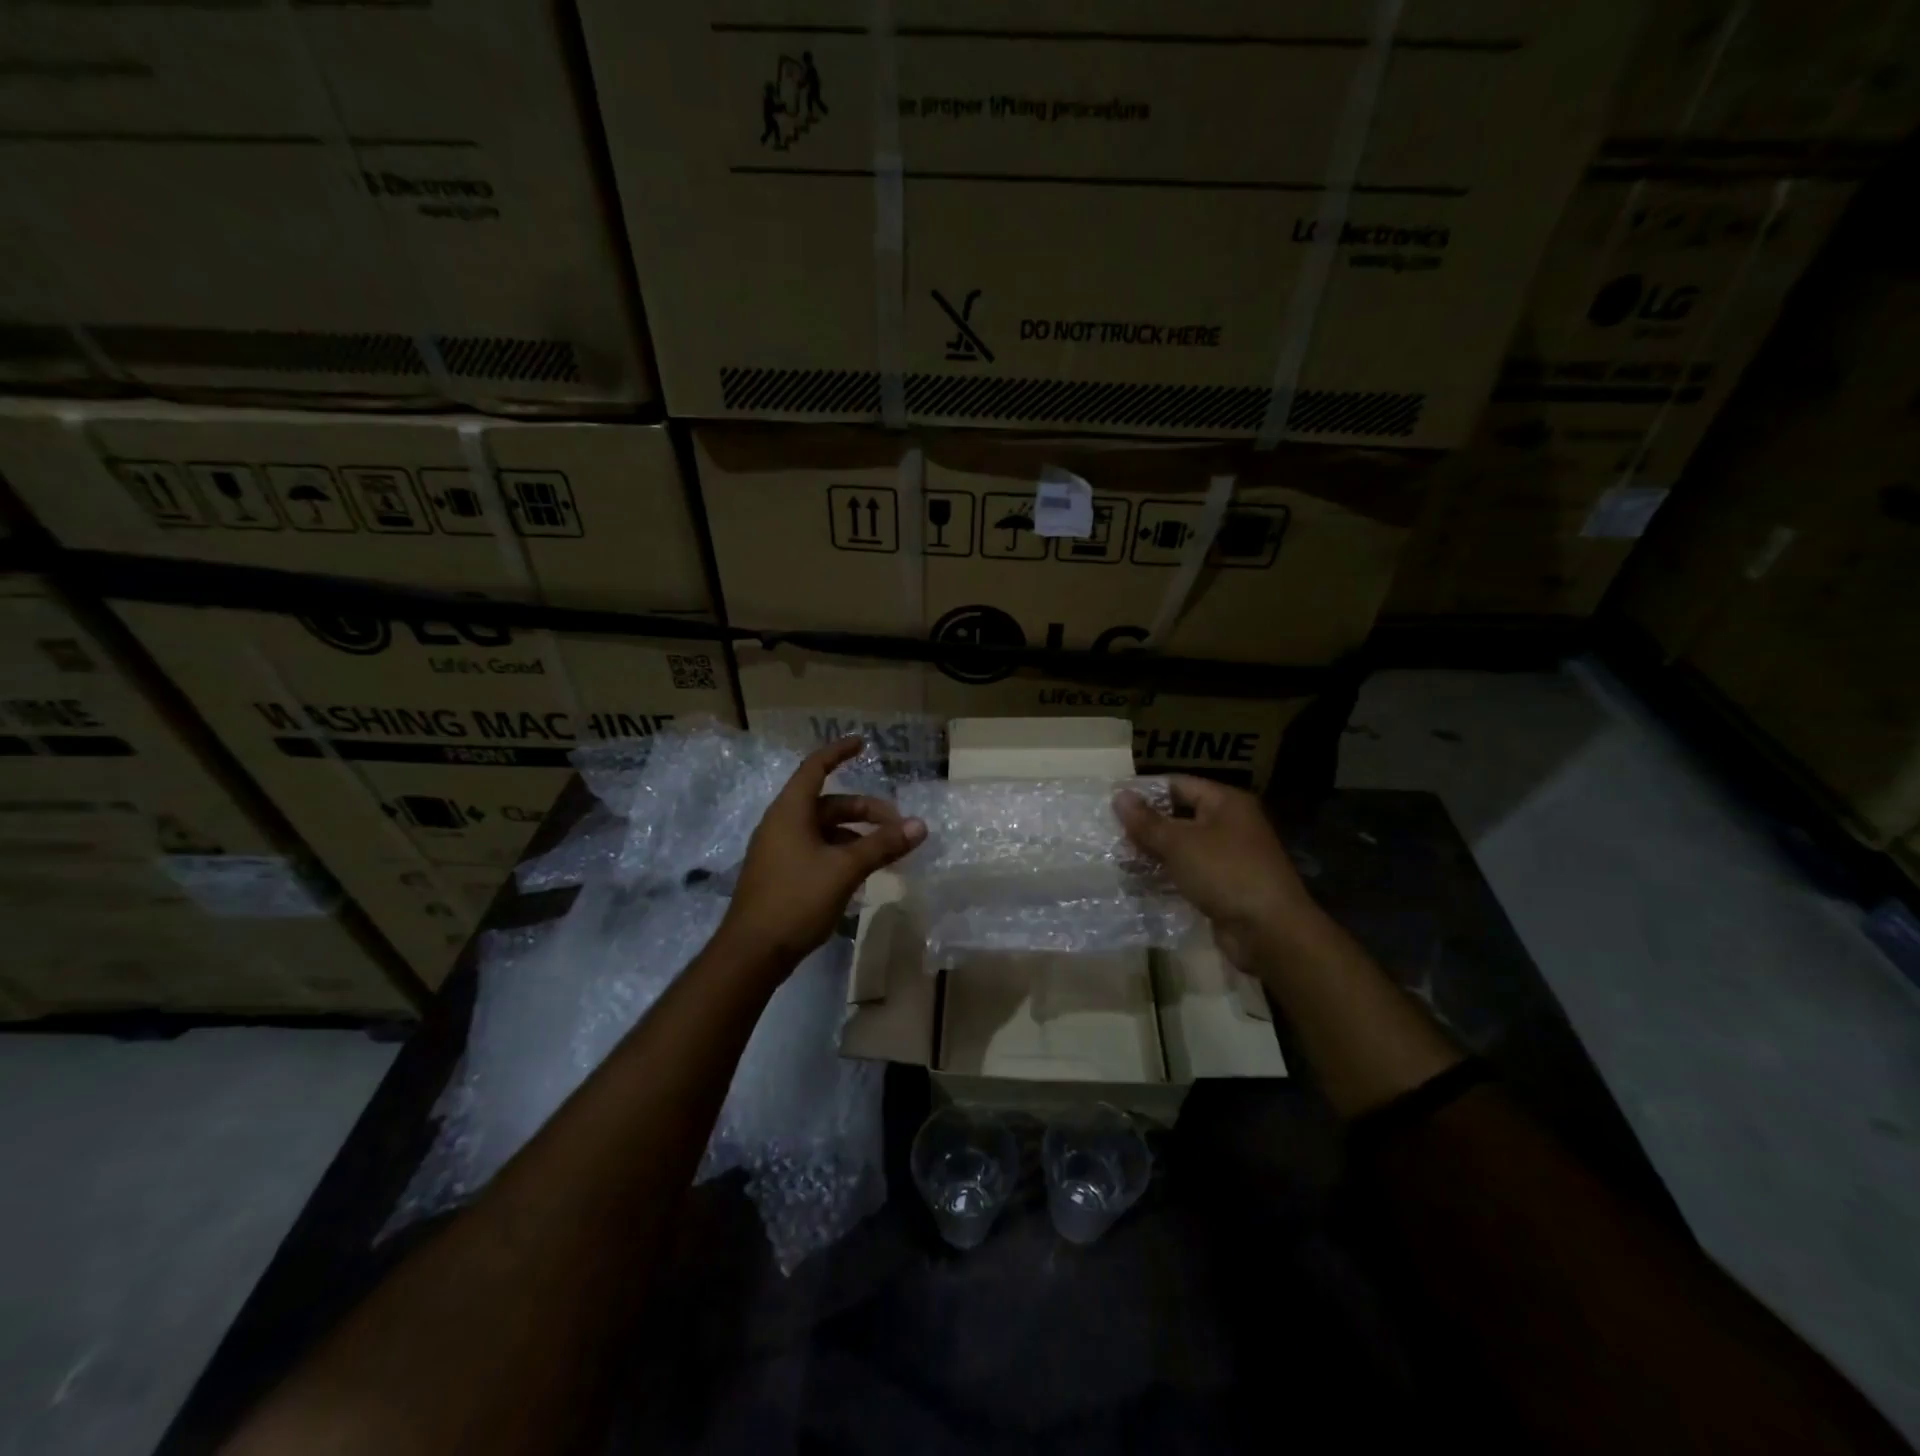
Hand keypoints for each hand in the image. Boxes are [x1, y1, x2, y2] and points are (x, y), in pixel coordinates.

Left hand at [717, 736, 926, 970]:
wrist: (752, 953)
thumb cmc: (795, 899)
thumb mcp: (844, 869)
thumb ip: (882, 845)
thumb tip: (919, 825)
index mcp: (790, 812)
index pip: (815, 768)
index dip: (839, 752)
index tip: (863, 743)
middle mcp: (782, 824)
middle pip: (829, 804)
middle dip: (865, 811)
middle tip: (898, 826)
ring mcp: (780, 851)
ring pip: (825, 831)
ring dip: (856, 836)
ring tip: (886, 854)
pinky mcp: (782, 874)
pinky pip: (817, 851)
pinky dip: (842, 854)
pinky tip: (862, 875)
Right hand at [1114, 776, 1321, 969]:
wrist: (1270, 931)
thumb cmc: (1225, 873)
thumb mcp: (1180, 843)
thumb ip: (1147, 821)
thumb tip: (1119, 795)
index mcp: (1226, 803)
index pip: (1178, 784)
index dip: (1145, 792)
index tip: (1112, 802)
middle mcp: (1230, 824)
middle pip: (1179, 815)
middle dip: (1146, 826)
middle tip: (1109, 833)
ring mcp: (1229, 857)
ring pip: (1182, 847)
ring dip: (1153, 853)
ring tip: (1117, 859)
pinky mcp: (1224, 886)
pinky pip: (1189, 873)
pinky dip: (1166, 875)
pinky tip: (1138, 882)